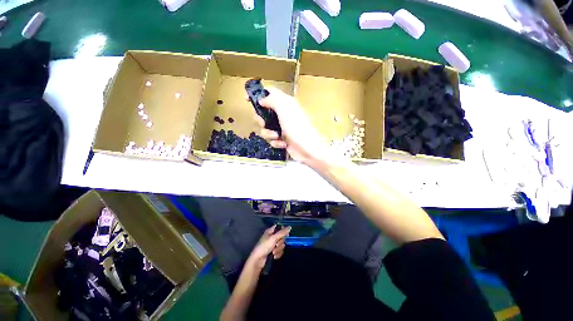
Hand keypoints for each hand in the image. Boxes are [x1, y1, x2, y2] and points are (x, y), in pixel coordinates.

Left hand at [246, 225, 290, 270]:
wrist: (258, 260)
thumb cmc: (264, 246)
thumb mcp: (273, 238)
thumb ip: (282, 232)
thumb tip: (290, 227)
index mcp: (270, 231)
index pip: (279, 227)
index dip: (283, 230)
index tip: (286, 234)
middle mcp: (272, 237)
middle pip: (282, 237)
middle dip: (280, 242)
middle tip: (276, 245)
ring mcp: (273, 244)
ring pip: (282, 245)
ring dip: (279, 249)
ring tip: (273, 252)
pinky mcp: (273, 251)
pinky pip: (280, 251)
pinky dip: (278, 253)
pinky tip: (274, 256)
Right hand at [254, 87, 330, 166]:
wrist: (308, 149)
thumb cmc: (297, 128)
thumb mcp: (285, 109)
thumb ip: (273, 100)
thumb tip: (261, 99)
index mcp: (285, 103)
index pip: (270, 93)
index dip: (258, 94)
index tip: (247, 100)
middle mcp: (283, 114)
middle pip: (263, 113)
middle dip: (261, 120)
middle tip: (264, 123)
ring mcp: (282, 127)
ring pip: (265, 128)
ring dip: (268, 134)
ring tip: (277, 136)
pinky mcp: (282, 139)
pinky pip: (271, 139)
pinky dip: (275, 142)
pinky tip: (282, 144)